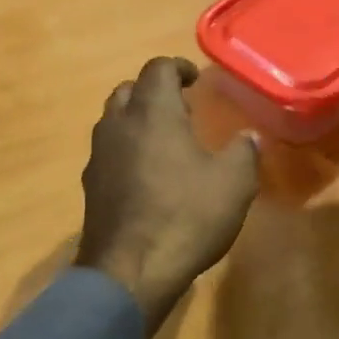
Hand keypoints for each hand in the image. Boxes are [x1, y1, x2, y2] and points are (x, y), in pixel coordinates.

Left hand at [75, 57, 260, 335]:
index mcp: (152, 112)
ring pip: (113, 120)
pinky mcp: (90, 185)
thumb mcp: (233, 184)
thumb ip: (243, 152)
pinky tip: (144, 175)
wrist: (128, 270)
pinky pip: (107, 152)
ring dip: (136, 120)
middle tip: (181, 109)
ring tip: (164, 141)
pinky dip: (125, 149)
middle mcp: (118, 124)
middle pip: (129, 90)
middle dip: (154, 92)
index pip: (158, 68)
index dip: (178, 68)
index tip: (195, 80)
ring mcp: (98, 155)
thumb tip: (249, 136)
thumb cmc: (186, 217)